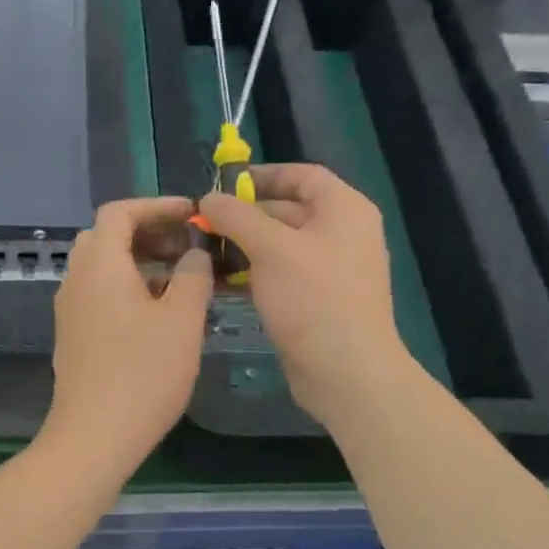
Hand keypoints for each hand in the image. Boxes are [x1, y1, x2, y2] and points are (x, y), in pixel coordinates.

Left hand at [39, 197, 212, 479]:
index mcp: (100, 264)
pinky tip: (160, 312)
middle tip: (187, 247)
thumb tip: (195, 252)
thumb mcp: (182, 320)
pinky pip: (100, 292)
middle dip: (150, 233)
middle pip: (108, 237)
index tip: (191, 214)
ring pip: (104, 267)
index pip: (119, 212)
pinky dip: (128, 286)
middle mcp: (77, 279)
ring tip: (183, 280)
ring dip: (140, 261)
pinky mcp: (74, 334)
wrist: (94, 436)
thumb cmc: (144, 373)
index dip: (156, 206)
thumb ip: (194, 275)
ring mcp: (71, 308)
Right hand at [199, 164, 412, 427]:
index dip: (261, 175)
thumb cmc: (313, 298)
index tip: (222, 185)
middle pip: (287, 211)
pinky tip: (221, 283)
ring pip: (280, 246)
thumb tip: (209, 198)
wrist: (347, 373)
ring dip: (243, 247)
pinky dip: (253, 274)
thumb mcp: (270, 248)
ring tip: (203, 255)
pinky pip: (282, 275)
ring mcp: (332, 270)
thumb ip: (236, 216)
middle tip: (202, 225)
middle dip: (243, 217)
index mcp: (344, 209)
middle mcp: (343, 233)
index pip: (301, 175)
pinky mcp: (319, 301)